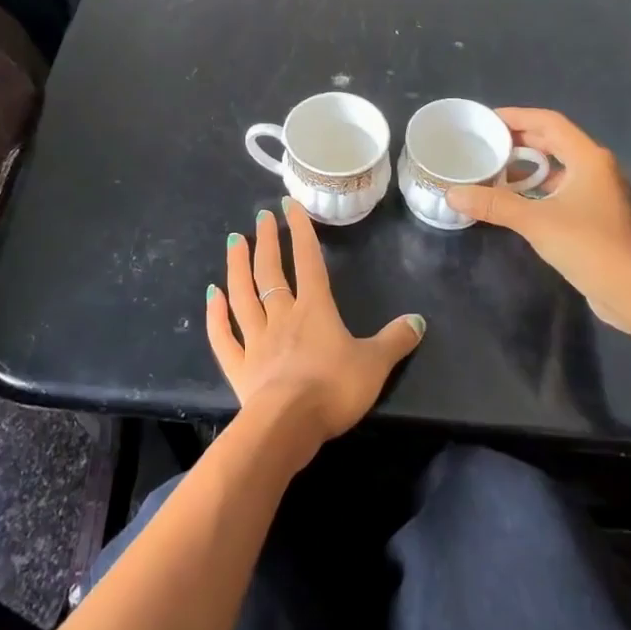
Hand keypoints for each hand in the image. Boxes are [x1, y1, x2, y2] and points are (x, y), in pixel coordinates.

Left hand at [206, 198, 425, 448]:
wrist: (289, 425)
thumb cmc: (333, 389)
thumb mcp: (375, 364)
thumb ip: (395, 341)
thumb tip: (419, 320)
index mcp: (314, 310)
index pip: (308, 261)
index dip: (300, 231)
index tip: (289, 204)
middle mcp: (281, 316)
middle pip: (271, 272)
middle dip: (266, 241)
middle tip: (260, 217)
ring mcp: (256, 340)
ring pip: (242, 295)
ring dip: (236, 267)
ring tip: (232, 241)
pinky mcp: (239, 367)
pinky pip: (224, 337)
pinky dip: (216, 316)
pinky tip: (212, 296)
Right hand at [443, 109, 630, 332]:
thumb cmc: (589, 245)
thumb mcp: (536, 221)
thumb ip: (494, 204)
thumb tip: (452, 194)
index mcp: (588, 158)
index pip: (549, 122)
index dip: (517, 116)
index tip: (487, 120)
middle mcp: (598, 169)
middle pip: (555, 142)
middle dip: (520, 140)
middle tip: (486, 143)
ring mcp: (601, 193)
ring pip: (559, 167)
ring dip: (529, 166)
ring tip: (495, 170)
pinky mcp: (598, 216)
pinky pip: (563, 189)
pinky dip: (539, 188)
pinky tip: (516, 201)